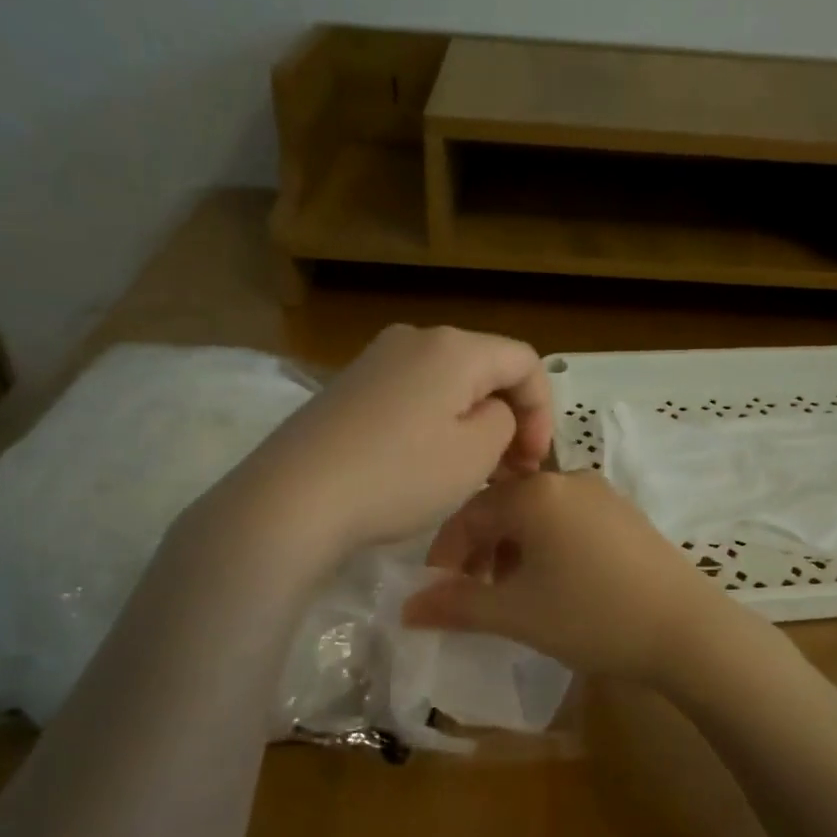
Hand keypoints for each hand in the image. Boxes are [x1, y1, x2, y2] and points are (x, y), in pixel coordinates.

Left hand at [211, 324, 552, 560]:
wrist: (294, 498)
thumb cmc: (399, 475)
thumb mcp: (476, 453)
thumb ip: (504, 421)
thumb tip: (491, 412)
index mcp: (454, 346)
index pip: (524, 361)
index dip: (542, 410)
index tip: (534, 461)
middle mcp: (415, 338)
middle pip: (485, 368)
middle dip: (509, 417)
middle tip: (511, 470)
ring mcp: (375, 360)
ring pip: (448, 384)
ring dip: (473, 423)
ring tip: (473, 471)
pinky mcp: (348, 387)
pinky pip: (412, 395)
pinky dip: (435, 423)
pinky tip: (426, 463)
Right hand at [401, 472, 740, 686]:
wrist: (687, 630)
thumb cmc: (592, 616)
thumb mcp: (516, 614)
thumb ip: (457, 605)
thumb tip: (407, 607)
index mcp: (536, 493)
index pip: (470, 513)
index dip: (445, 552)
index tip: (435, 591)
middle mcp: (568, 480)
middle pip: (504, 509)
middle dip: (479, 551)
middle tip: (472, 594)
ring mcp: (603, 494)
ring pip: (537, 515)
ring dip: (512, 550)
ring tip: (511, 594)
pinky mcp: (626, 514)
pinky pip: (568, 521)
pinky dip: (546, 547)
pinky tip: (554, 584)